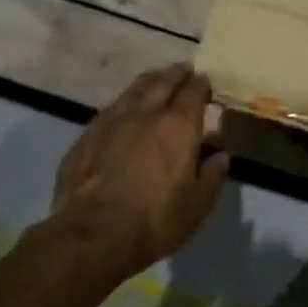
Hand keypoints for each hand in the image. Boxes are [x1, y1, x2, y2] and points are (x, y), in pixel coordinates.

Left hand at [53, 64, 231, 276]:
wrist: (92, 235)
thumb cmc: (155, 220)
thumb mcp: (197, 204)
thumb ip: (212, 175)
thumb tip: (221, 155)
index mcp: (178, 126)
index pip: (194, 92)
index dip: (202, 85)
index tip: (205, 82)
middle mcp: (146, 113)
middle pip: (162, 82)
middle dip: (176, 74)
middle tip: (183, 71)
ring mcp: (111, 121)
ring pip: (134, 90)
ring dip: (149, 82)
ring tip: (156, 81)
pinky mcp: (86, 136)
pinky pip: (110, 109)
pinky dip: (124, 103)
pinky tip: (124, 111)